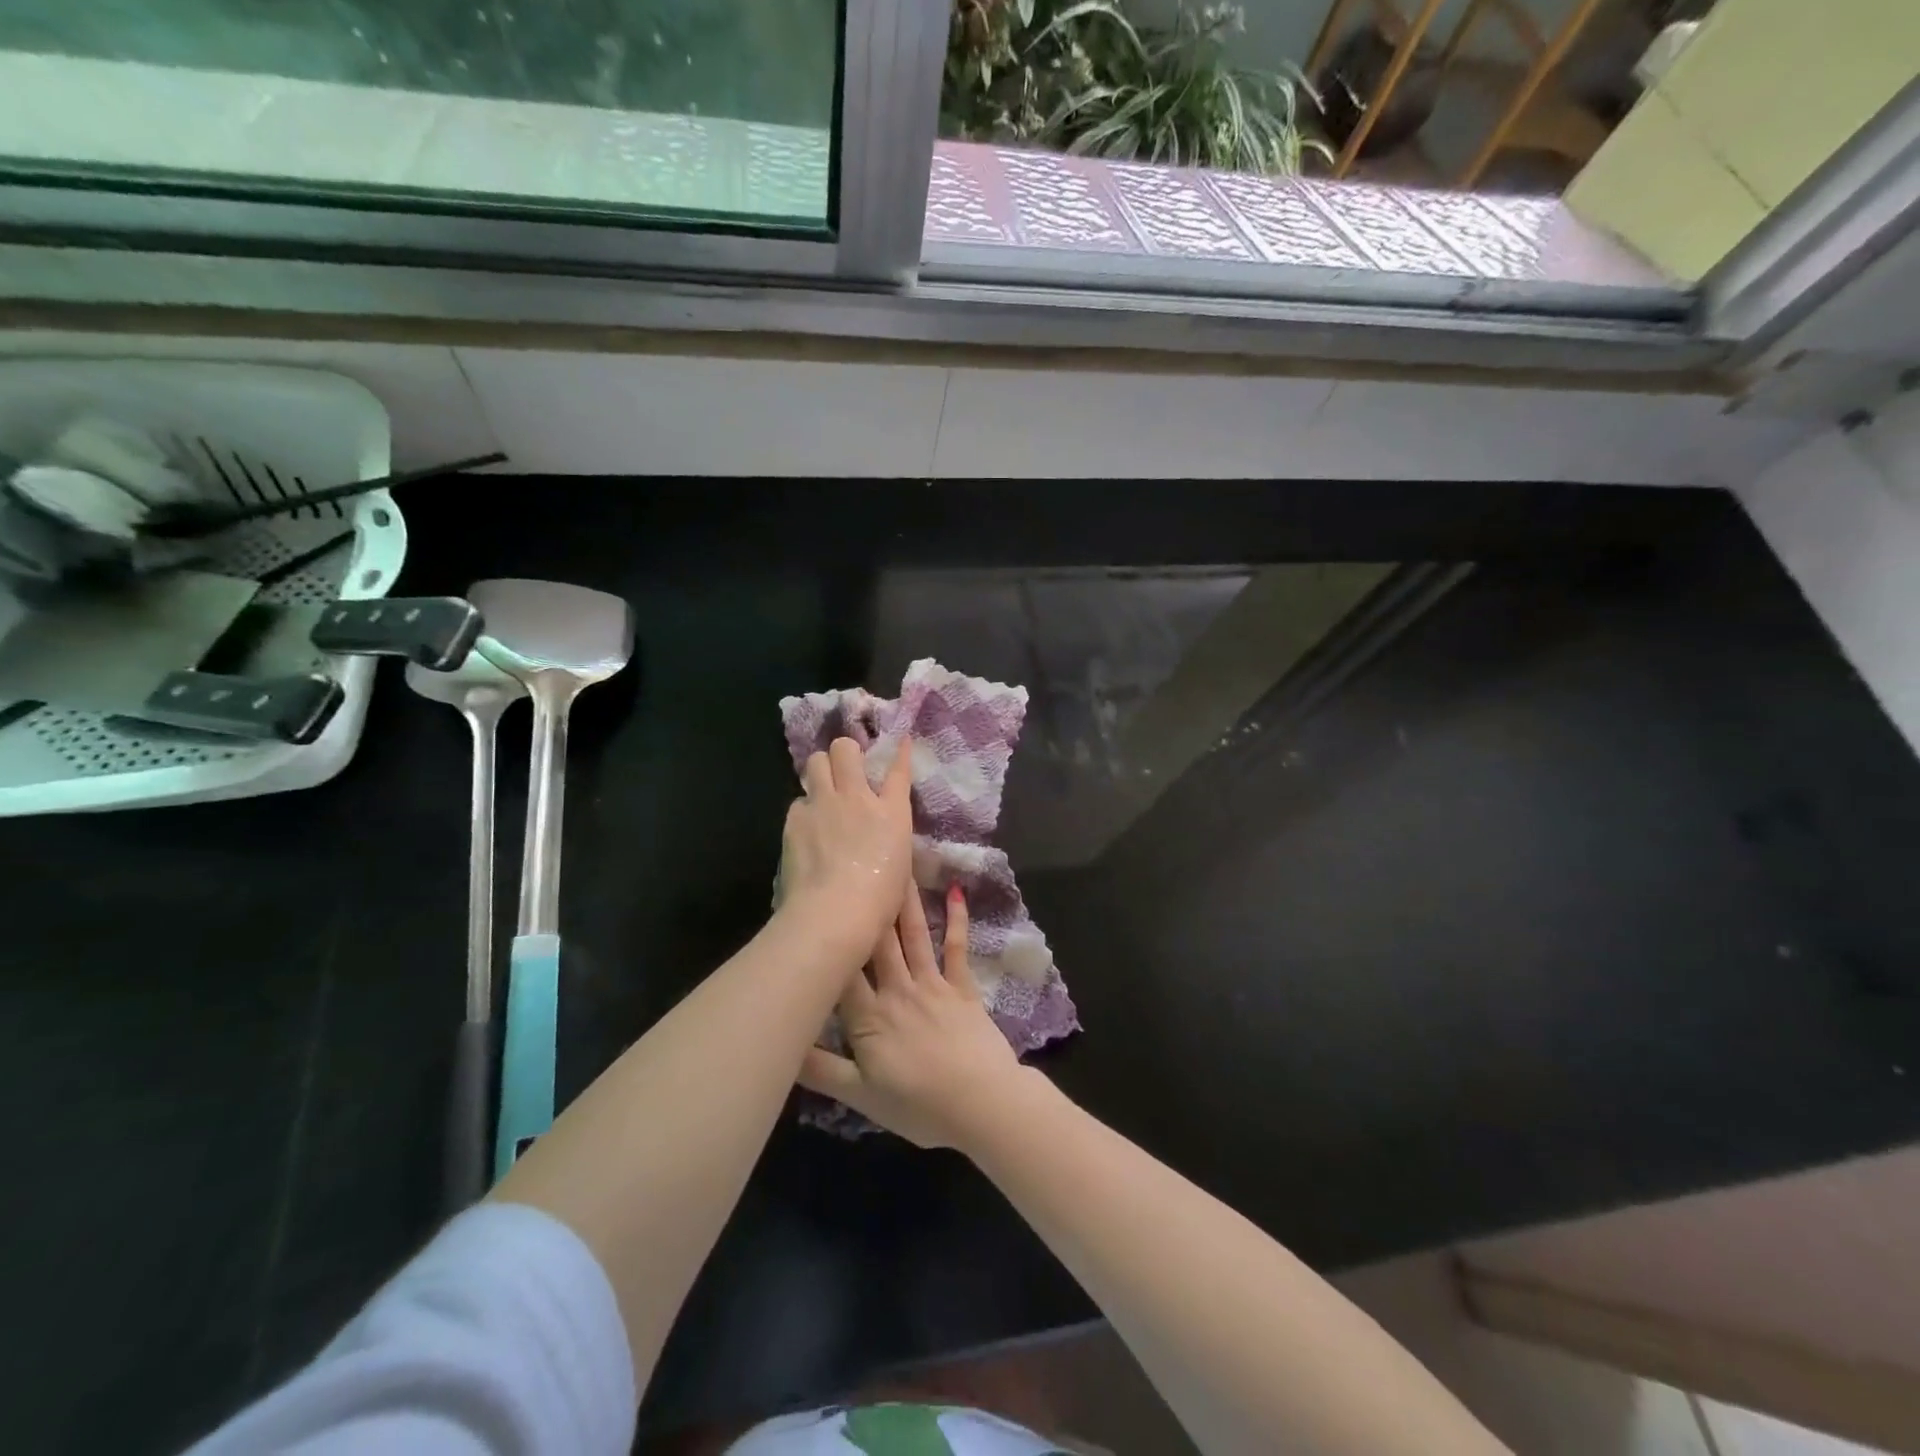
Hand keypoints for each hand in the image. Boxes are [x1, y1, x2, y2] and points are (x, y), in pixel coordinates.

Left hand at [778, 736, 914, 951]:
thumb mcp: (899, 866)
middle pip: (844, 749)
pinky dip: (805, 810)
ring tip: (823, 794)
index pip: (898, 771)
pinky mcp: (795, 821)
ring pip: (814, 763)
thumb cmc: (879, 902)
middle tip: (846, 771)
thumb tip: (879, 830)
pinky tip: (807, 830)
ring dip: (820, 772)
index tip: (901, 741)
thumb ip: (888, 838)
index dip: (900, 752)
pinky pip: (799, 801)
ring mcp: (823, 805)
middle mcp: (857, 799)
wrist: (834, 914)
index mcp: (892, 813)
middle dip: (844, 753)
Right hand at [799, 880, 1025, 1148]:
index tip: (816, 906)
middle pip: (877, 943)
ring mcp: (932, 984)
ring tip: (897, 865)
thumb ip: (820, 1071)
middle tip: (858, 866)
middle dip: (867, 905)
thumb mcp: (861, 1097)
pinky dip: (956, 920)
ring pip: (912, 935)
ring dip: (904, 901)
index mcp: (868, 1017)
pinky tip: (956, 891)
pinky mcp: (961, 986)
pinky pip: (956, 947)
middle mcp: (897, 990)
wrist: (982, 1104)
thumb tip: (781, 1046)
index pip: (841, 972)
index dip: (827, 940)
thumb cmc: (919, 1105)